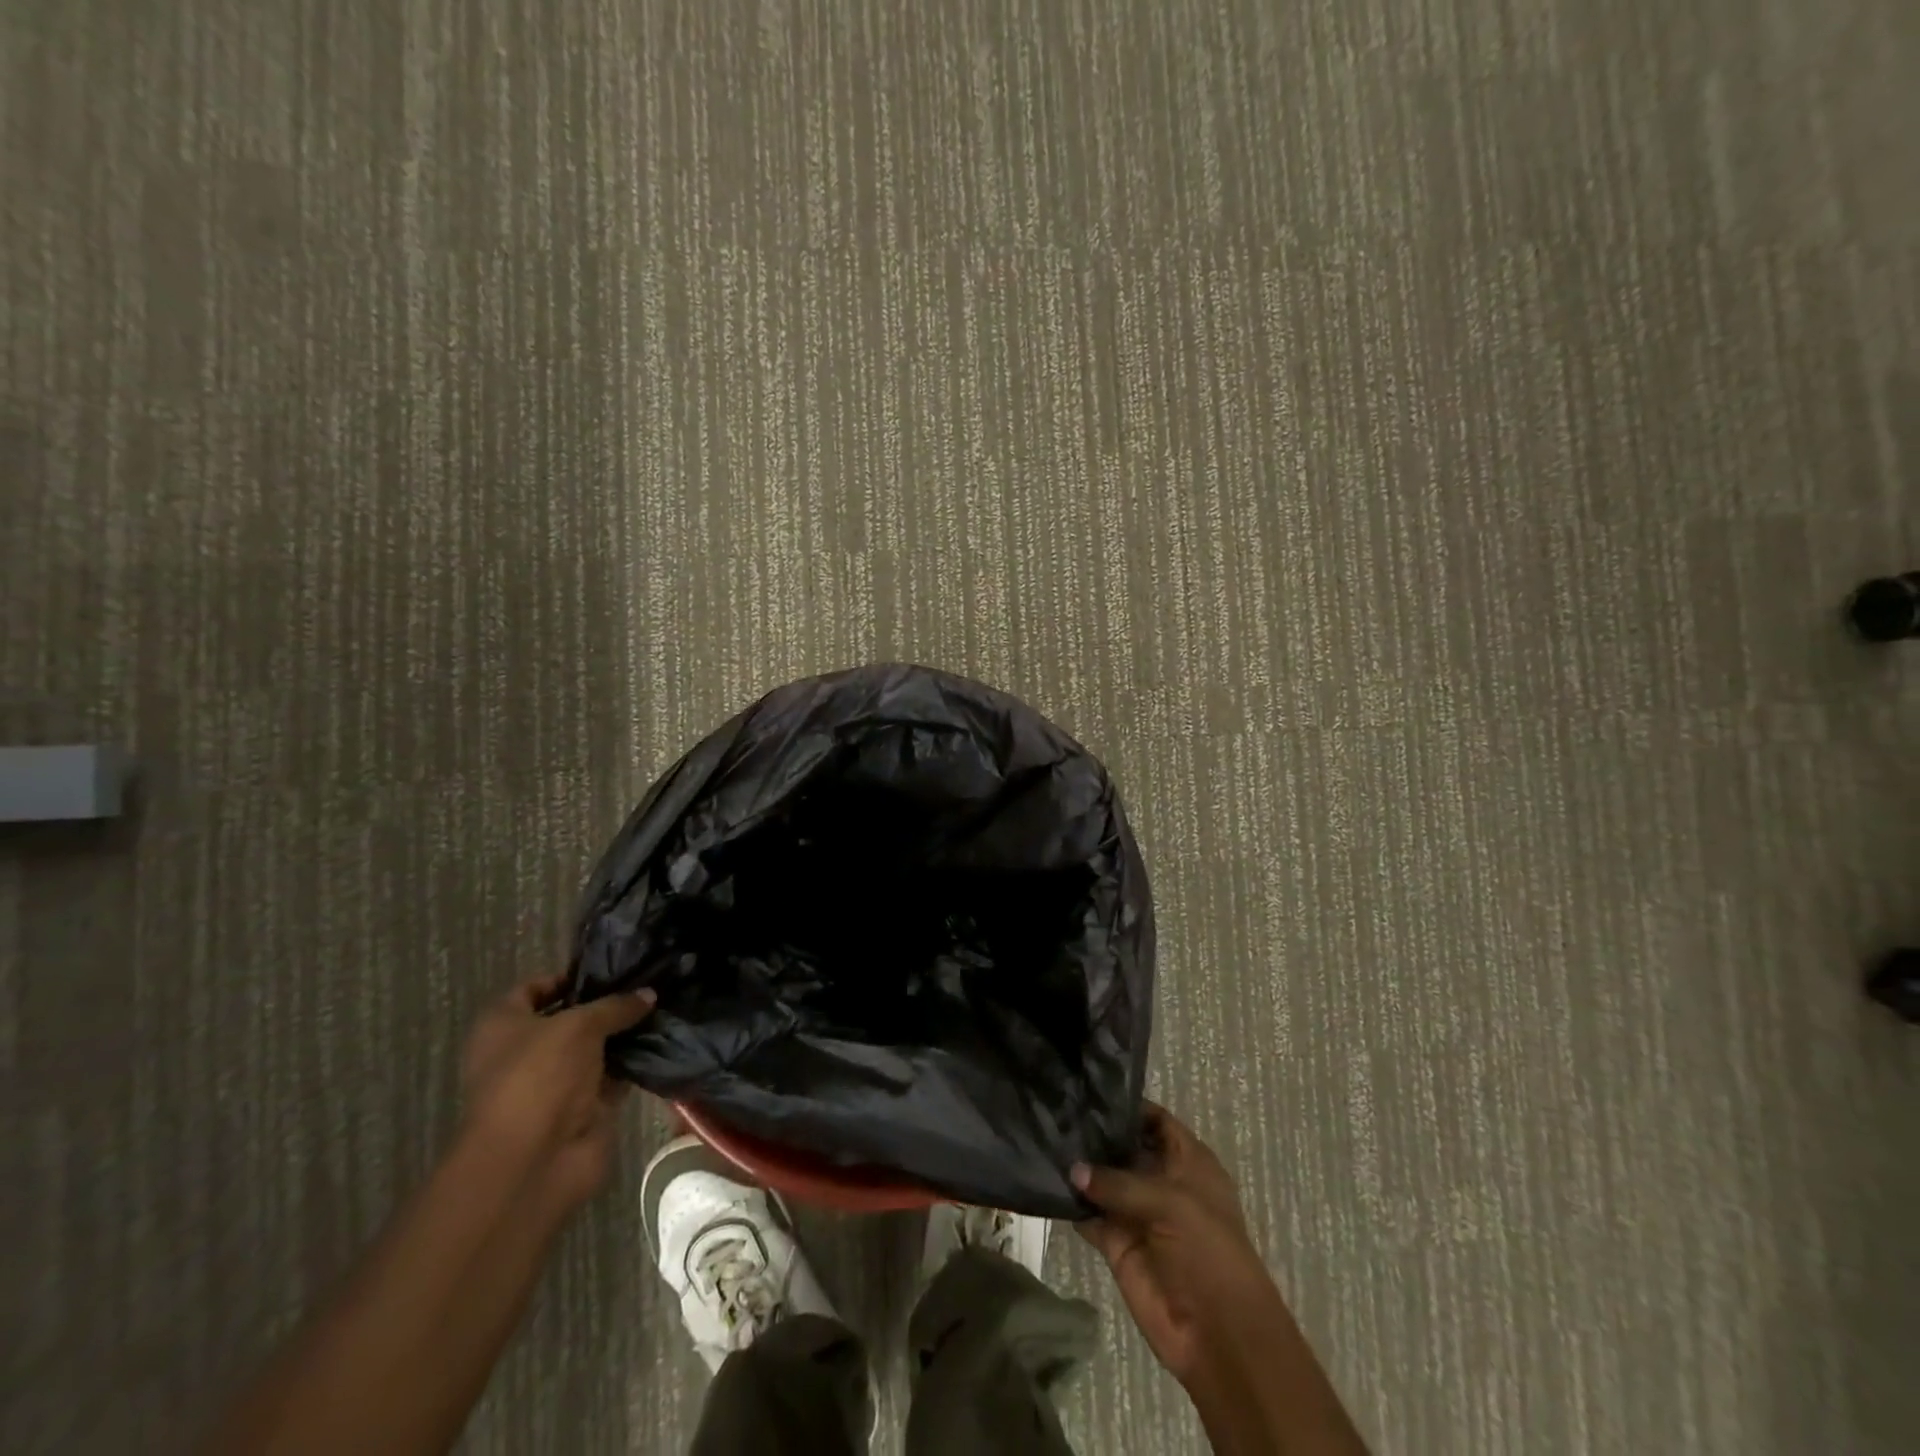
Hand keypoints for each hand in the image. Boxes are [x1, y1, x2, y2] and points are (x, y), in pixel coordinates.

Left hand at [460, 973, 654, 1209]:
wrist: (534, 1159)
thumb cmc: (539, 1076)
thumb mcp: (579, 1025)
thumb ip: (615, 1006)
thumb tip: (648, 994)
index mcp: (502, 1026)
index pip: (532, 989)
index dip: (567, 976)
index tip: (609, 967)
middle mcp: (524, 1053)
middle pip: (569, 1019)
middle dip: (606, 1004)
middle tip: (647, 983)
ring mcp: (554, 1083)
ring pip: (595, 1048)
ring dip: (624, 1033)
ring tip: (663, 1005)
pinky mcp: (582, 1109)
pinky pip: (613, 1077)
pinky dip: (634, 1063)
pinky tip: (664, 1040)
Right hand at [1073, 1104, 1286, 1387]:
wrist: (1218, 1334)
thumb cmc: (1208, 1251)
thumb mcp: (1171, 1202)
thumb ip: (1119, 1182)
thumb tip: (1072, 1169)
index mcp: (1188, 1162)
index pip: (1155, 1120)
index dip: (1127, 1106)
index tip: (1088, 1088)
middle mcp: (1161, 1180)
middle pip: (1124, 1147)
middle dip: (1095, 1133)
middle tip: (1054, 1109)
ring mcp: (1137, 1212)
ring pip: (1103, 1180)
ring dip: (1079, 1167)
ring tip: (1042, 1138)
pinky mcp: (1117, 1243)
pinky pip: (1090, 1215)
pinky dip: (1070, 1203)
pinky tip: (1045, 1181)